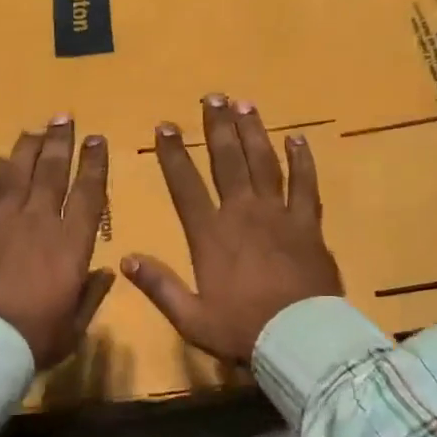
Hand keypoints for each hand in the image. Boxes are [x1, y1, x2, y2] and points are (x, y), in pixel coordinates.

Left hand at [0, 116, 113, 369]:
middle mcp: (38, 223)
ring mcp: (2, 223)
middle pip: (51, 173)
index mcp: (71, 245)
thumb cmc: (34, 338)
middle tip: (63, 118)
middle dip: (59, 142)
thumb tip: (106, 271)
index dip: (94, 164)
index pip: (88, 195)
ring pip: (16, 175)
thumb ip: (91, 295)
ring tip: (33, 130)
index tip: (97, 140)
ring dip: (26, 149)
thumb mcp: (74, 326)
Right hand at [122, 95, 342, 363]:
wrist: (300, 339)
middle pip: (227, 161)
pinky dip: (301, 160)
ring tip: (245, 105)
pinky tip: (297, 138)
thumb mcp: (191, 317)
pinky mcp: (309, 225)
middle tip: (212, 97)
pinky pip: (305, 184)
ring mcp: (279, 216)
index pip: (185, 186)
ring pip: (264, 164)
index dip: (172, 154)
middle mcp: (243, 214)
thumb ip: (159, 286)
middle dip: (217, 127)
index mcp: (211, 236)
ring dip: (253, 133)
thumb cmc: (242, 330)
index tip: (164, 126)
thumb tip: (126, 259)